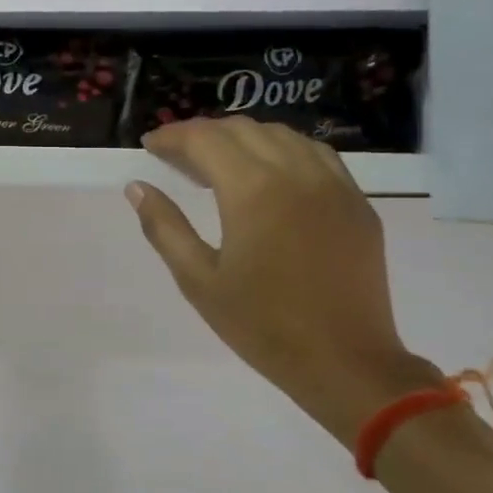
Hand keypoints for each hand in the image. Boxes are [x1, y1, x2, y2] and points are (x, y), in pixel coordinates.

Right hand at [126, 117, 442, 449]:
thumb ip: (164, 227)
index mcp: (253, 190)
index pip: (204, 139)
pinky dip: (283, 149)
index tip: (149, 146)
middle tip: (177, 158)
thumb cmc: (263, 326)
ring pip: (281, 134)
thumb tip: (136, 187)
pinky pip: (316, 154)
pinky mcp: (357, 202)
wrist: (346, 364)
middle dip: (203, 134)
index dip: (171, 136)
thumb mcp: (198, 280)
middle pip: (241, 129)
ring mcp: (334, 184)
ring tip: (219, 162)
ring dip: (243, 137)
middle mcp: (295, 172)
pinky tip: (270, 172)